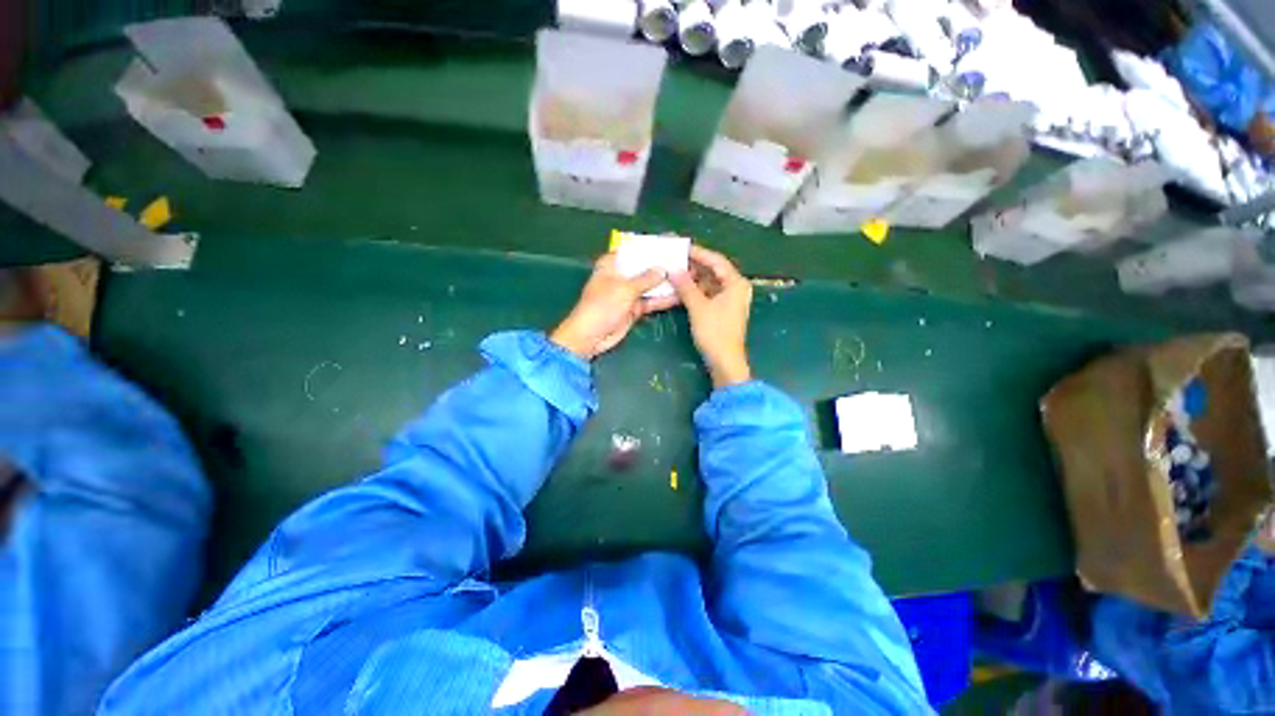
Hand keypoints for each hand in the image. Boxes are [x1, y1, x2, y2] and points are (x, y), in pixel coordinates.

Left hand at [550, 254, 677, 359]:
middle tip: (686, 260)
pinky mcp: (634, 308)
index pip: (634, 249)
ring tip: (689, 276)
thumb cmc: (602, 306)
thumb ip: (645, 279)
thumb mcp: (624, 289)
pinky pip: (651, 300)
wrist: (591, 336)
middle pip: (645, 267)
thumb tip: (663, 269)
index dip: (652, 246)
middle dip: (663, 265)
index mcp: (612, 264)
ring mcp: (628, 293)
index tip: (672, 242)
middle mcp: (621, 275)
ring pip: (650, 285)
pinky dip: (663, 299)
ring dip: (667, 283)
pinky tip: (681, 295)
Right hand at [670, 246, 751, 387]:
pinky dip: (696, 291)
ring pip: (710, 283)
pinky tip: (682, 290)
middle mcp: (736, 288)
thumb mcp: (698, 307)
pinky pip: (709, 294)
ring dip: (694, 280)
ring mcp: (731, 300)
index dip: (698, 253)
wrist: (725, 361)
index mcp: (736, 283)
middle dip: (694, 267)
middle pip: (714, 271)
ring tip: (674, 274)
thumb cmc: (714, 332)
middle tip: (674, 261)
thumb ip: (686, 286)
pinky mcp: (724, 310)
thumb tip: (673, 270)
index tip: (680, 248)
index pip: (716, 261)